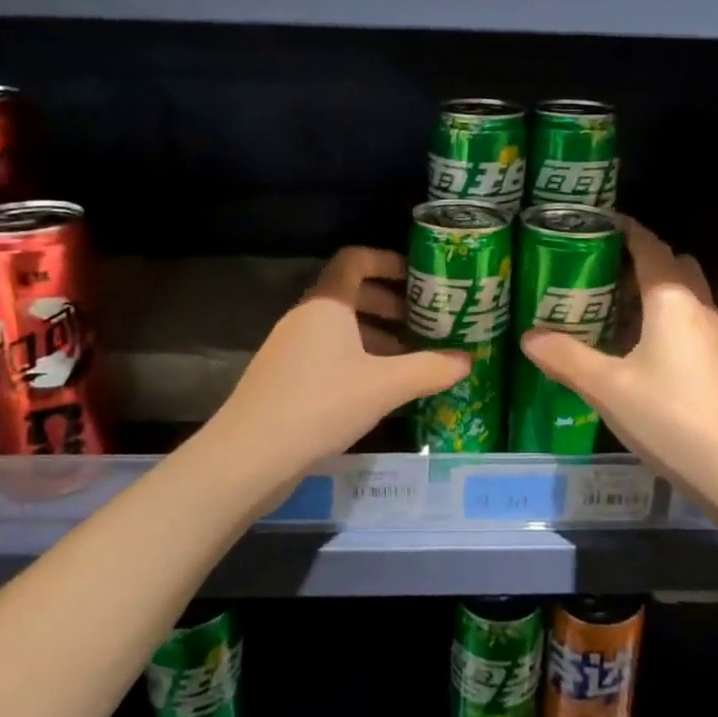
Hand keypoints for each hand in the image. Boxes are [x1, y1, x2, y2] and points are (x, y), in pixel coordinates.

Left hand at [215, 247, 469, 466]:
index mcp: (327, 304)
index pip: (355, 260)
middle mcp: (306, 317)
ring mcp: (291, 347)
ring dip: (376, 334)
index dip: (388, 261)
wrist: (249, 456)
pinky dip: (358, 358)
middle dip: (390, 303)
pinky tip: (379, 387)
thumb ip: (429, 369)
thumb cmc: (321, 404)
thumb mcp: (384, 386)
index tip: (419, 277)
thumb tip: (467, 360)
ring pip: (340, 327)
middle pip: (351, 293)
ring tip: (410, 357)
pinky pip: (328, 352)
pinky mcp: (285, 377)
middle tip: (424, 321)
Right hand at [521, 217, 717, 494]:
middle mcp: (700, 309)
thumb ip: (566, 358)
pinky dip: (665, 323)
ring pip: (684, 299)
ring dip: (653, 295)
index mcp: (672, 300)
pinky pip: (690, 326)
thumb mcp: (607, 388)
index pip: (649, 247)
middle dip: (640, 262)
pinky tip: (640, 355)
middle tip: (599, 273)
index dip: (626, 229)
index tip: (598, 222)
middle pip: (673, 267)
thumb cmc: (672, 419)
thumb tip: (528, 337)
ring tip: (612, 312)